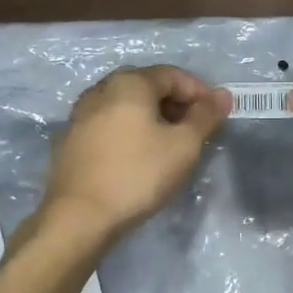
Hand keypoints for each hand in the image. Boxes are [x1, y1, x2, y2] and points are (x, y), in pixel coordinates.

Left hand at [43, 66, 230, 244]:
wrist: (79, 217)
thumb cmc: (138, 174)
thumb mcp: (184, 146)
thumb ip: (205, 116)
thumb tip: (223, 95)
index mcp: (128, 83)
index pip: (173, 75)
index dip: (200, 92)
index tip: (216, 116)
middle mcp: (100, 90)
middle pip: (147, 87)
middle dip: (176, 105)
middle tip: (196, 131)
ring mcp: (80, 116)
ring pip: (125, 107)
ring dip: (152, 119)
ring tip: (170, 146)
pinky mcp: (70, 142)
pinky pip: (109, 126)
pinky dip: (130, 133)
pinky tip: (139, 158)